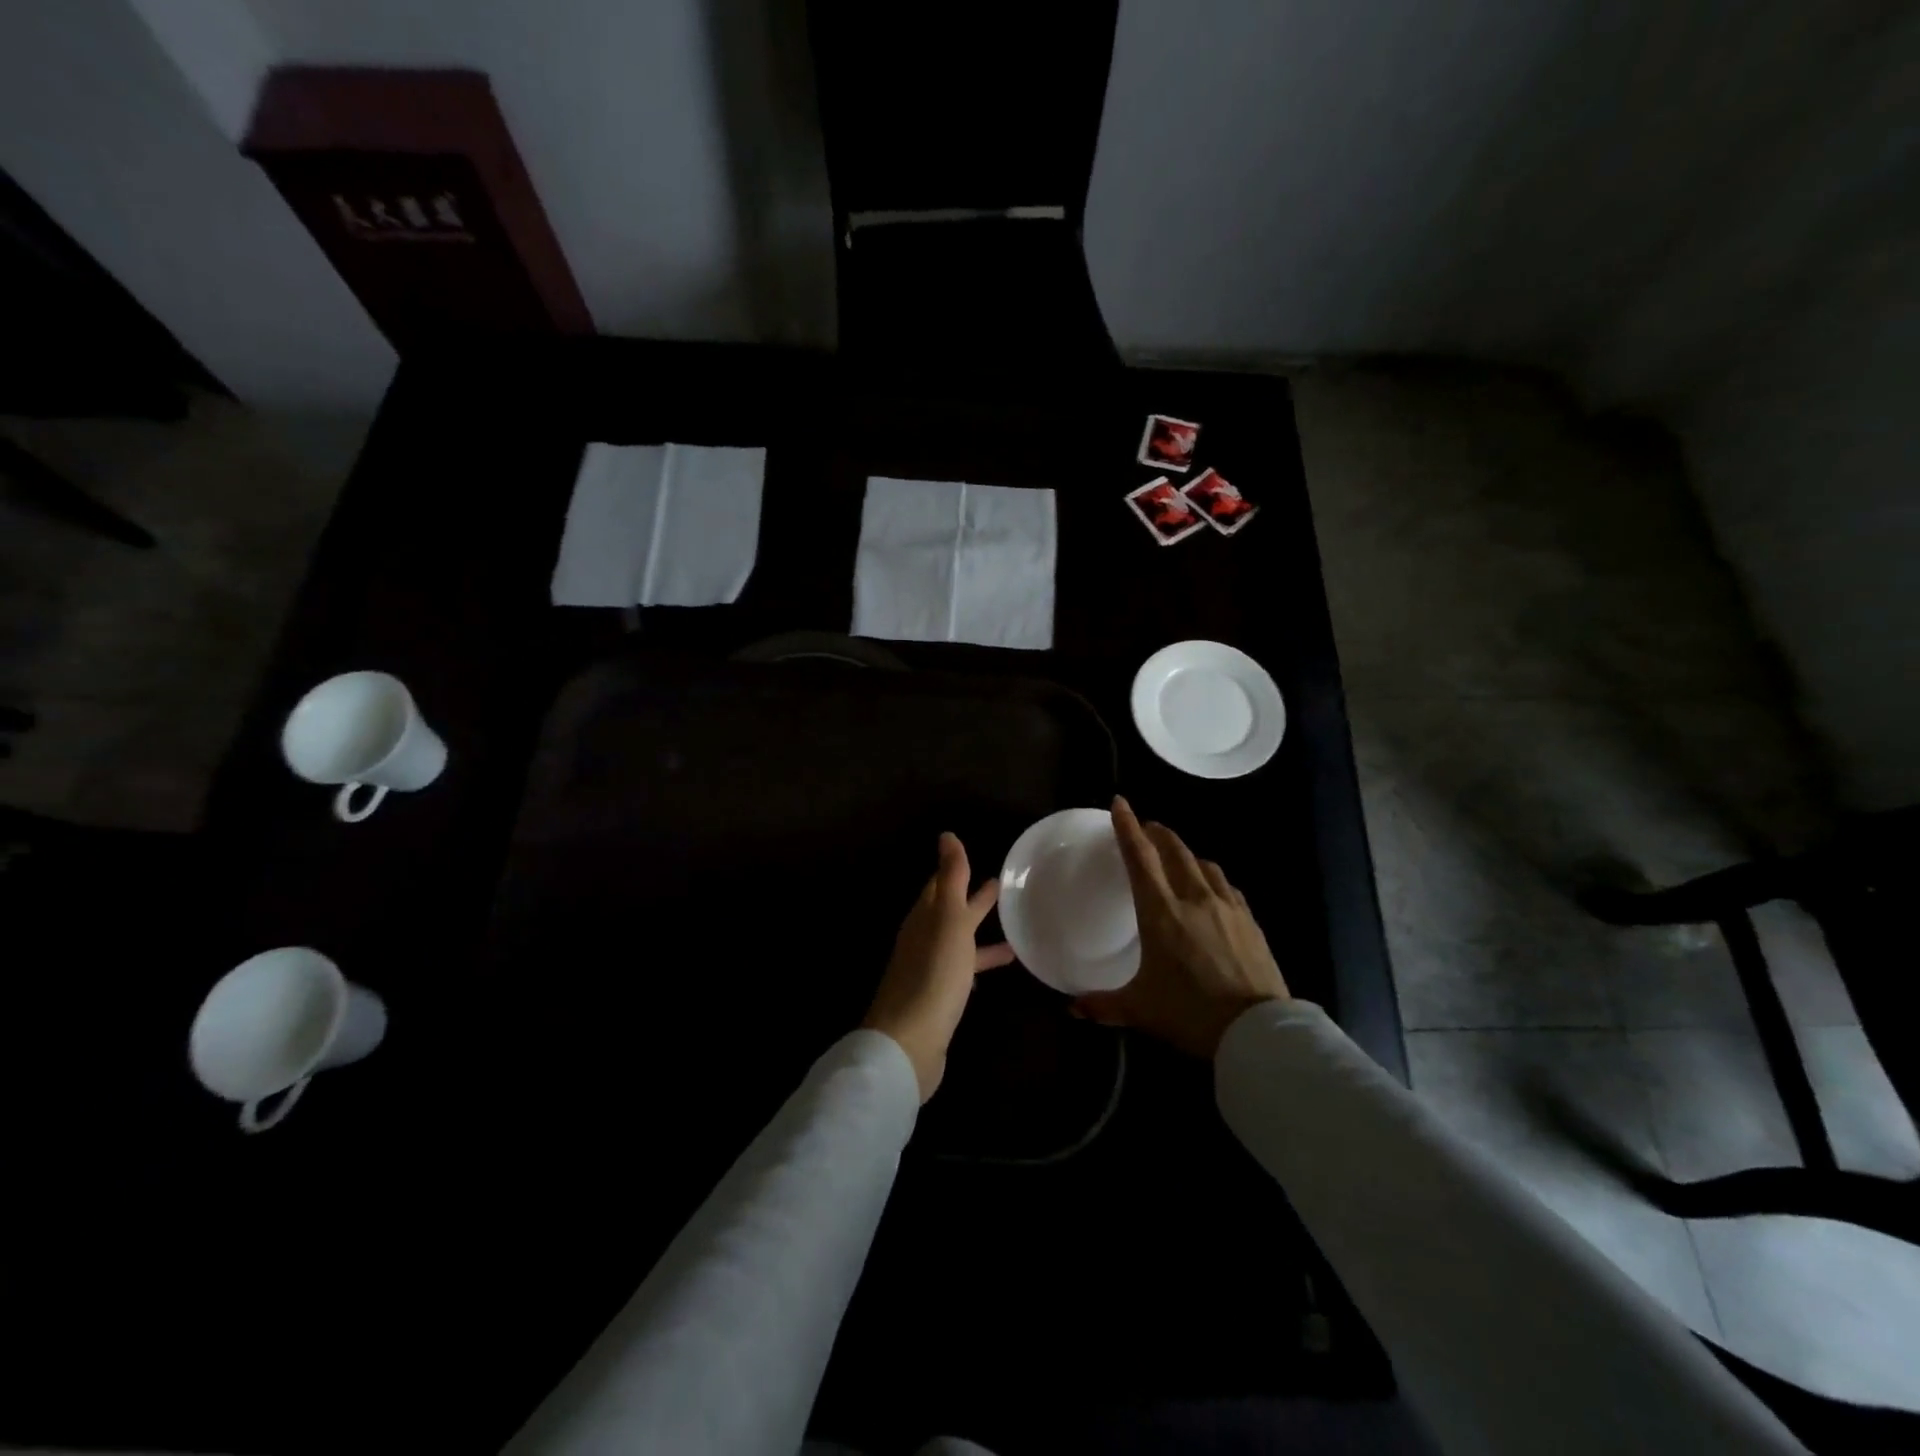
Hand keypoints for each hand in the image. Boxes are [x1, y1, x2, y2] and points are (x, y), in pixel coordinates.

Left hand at [864, 832, 1015, 1101]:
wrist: (910, 1042)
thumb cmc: (933, 973)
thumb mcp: (948, 918)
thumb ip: (951, 878)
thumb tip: (947, 835)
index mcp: (924, 918)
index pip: (940, 885)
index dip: (957, 871)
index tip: (979, 858)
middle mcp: (923, 940)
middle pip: (950, 913)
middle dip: (973, 900)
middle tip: (1001, 887)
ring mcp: (930, 971)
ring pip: (959, 943)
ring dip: (980, 934)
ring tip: (1014, 932)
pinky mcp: (939, 999)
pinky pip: (963, 971)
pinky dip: (979, 964)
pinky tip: (997, 973)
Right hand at [1073, 797, 1289, 1057]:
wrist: (1256, 1031)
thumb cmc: (1190, 1013)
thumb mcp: (1140, 1010)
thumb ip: (1103, 1004)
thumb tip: (1072, 1008)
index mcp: (1161, 912)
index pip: (1140, 857)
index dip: (1127, 826)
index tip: (1120, 803)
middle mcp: (1193, 898)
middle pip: (1174, 850)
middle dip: (1157, 833)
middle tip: (1146, 829)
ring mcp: (1226, 906)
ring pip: (1203, 863)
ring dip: (1185, 853)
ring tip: (1176, 859)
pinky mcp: (1250, 920)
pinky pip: (1226, 885)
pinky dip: (1211, 877)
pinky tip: (1210, 889)